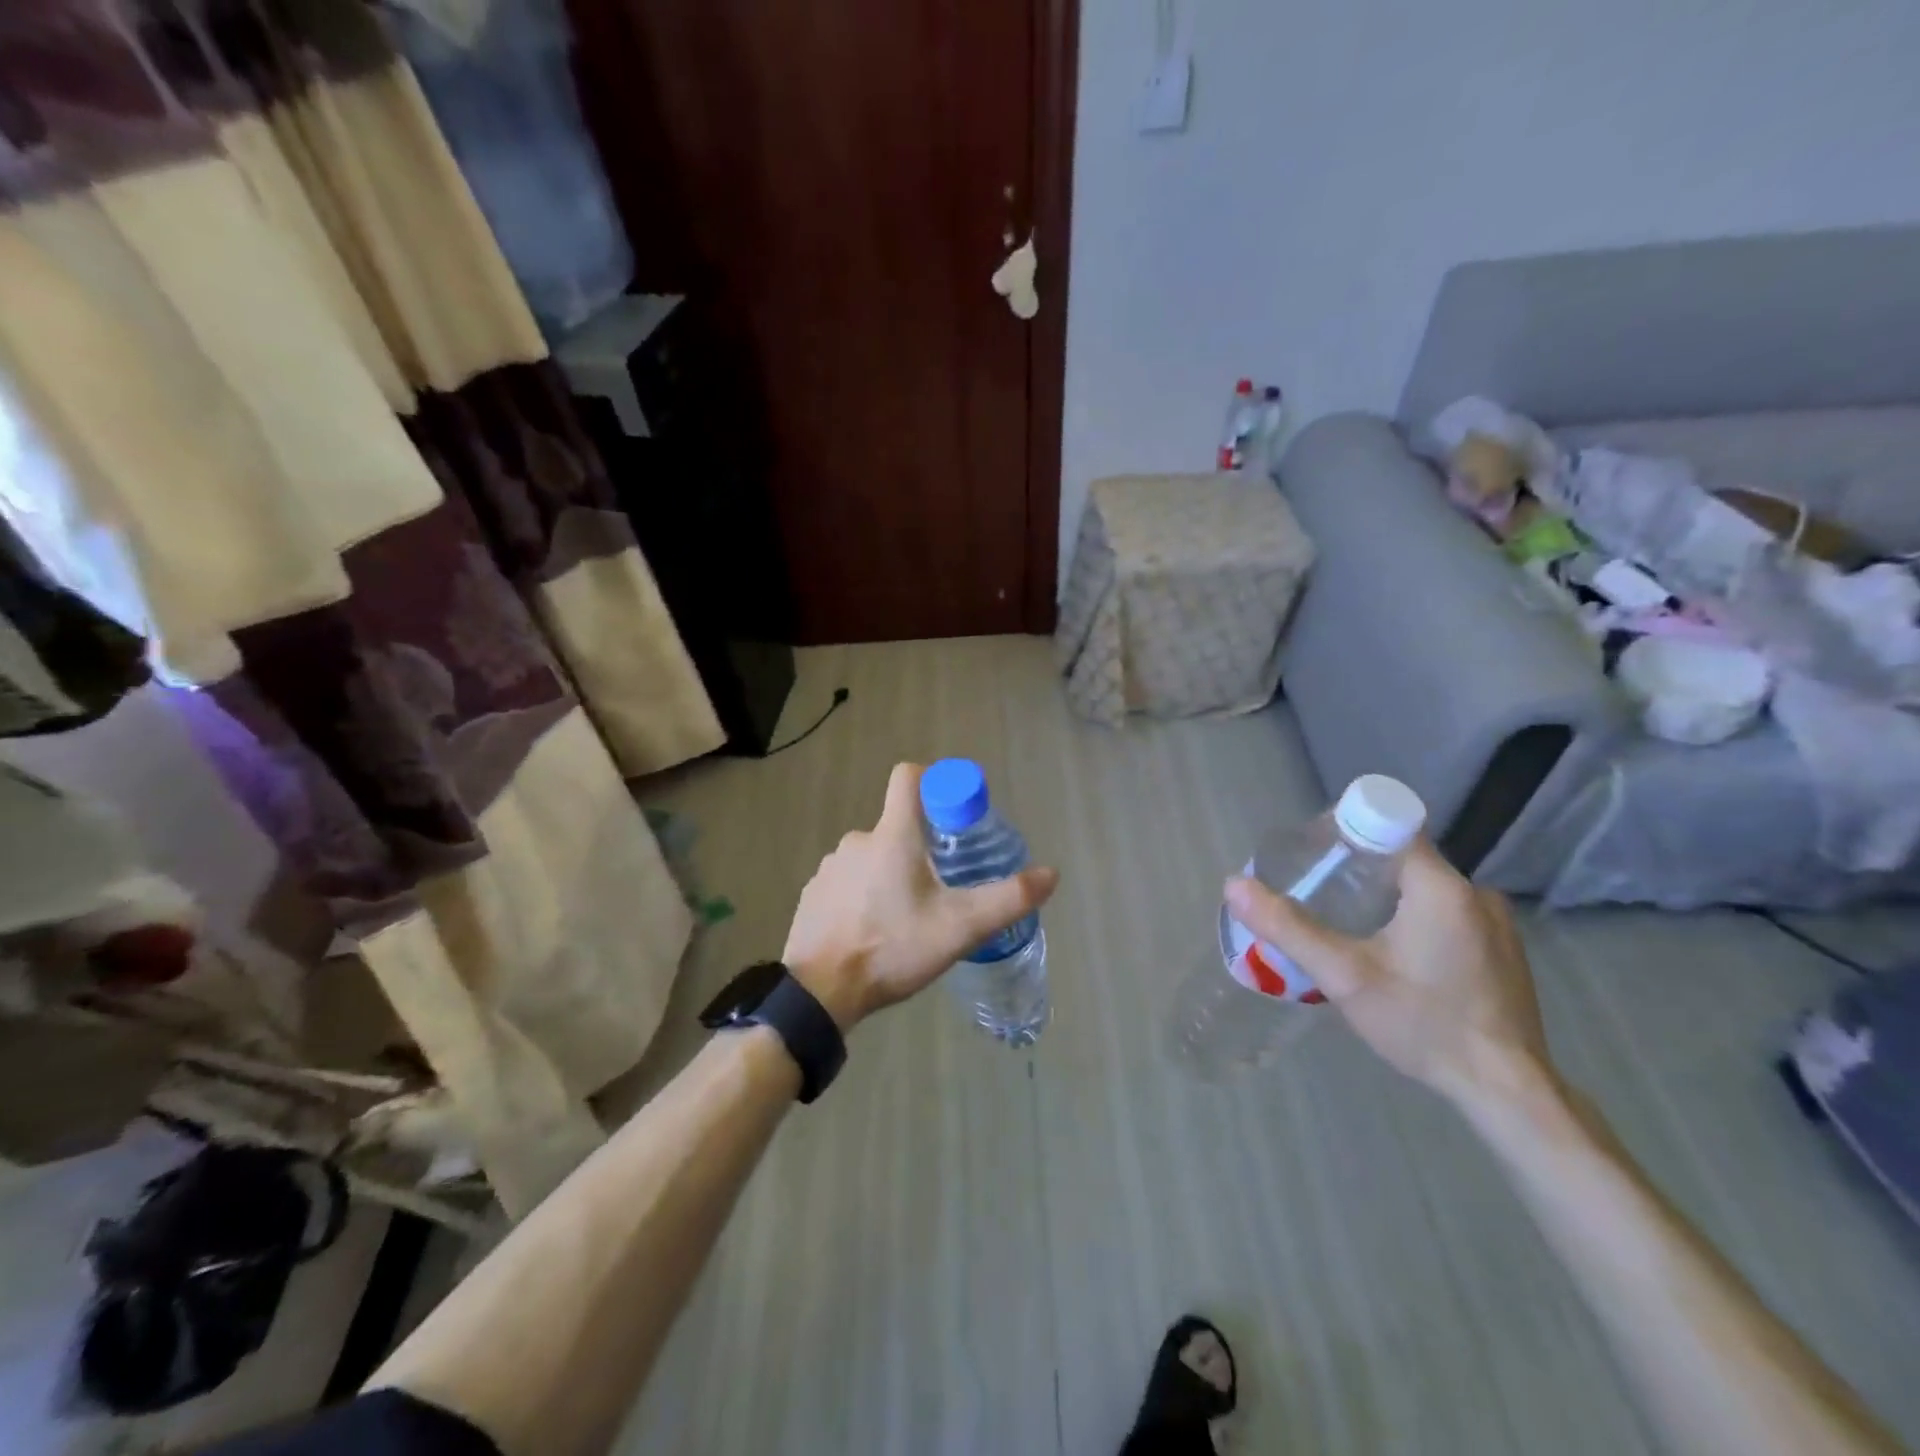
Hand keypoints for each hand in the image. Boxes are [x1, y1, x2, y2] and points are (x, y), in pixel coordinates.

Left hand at [784, 763, 1058, 1031]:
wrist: (820, 992)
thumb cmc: (893, 948)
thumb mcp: (960, 927)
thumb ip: (1008, 899)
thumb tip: (1051, 874)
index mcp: (892, 835)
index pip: (908, 777)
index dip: (934, 782)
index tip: (953, 812)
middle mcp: (858, 840)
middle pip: (897, 826)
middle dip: (922, 848)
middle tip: (942, 887)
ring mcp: (831, 867)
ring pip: (873, 857)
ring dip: (892, 875)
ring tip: (908, 916)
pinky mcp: (814, 894)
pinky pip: (848, 882)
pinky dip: (865, 896)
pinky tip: (874, 930)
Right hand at [1224, 839, 1550, 1106]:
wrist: (1506, 1091)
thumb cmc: (1423, 1024)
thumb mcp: (1344, 976)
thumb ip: (1288, 927)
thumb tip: (1233, 884)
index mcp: (1441, 887)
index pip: (1392, 824)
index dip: (1349, 830)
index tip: (1316, 853)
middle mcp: (1475, 892)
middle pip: (1406, 856)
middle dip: (1360, 867)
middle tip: (1320, 893)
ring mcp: (1497, 921)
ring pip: (1427, 886)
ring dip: (1389, 894)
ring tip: (1351, 925)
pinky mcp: (1504, 949)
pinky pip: (1449, 911)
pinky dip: (1416, 917)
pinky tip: (1396, 954)